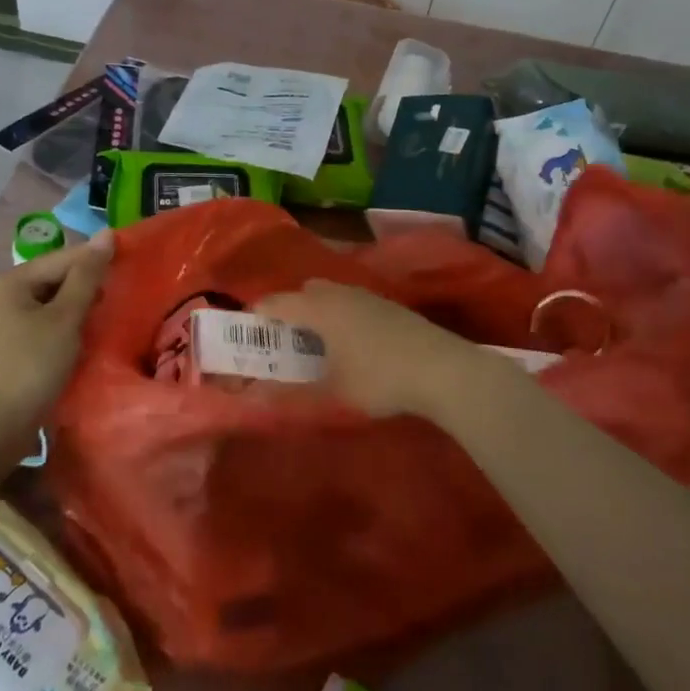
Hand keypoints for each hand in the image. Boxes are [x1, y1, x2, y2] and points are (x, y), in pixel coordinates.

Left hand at [0, 232, 112, 498]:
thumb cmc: (31, 367)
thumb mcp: (65, 319)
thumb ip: (87, 277)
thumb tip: (106, 234)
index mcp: (11, 282)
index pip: (64, 258)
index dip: (98, 259)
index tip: (134, 263)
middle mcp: (3, 296)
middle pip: (56, 279)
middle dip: (90, 286)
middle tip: (126, 295)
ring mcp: (4, 324)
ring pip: (52, 305)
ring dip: (81, 310)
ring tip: (113, 316)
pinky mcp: (11, 349)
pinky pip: (46, 327)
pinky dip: (68, 329)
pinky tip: (89, 339)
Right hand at [257, 279, 506, 422]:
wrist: (441, 367)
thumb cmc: (379, 379)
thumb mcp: (333, 393)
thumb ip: (292, 395)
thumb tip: (255, 398)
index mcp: (318, 309)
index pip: (275, 302)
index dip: (257, 316)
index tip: (247, 334)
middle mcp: (338, 293)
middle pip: (302, 292)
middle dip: (288, 310)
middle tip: (283, 341)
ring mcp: (366, 295)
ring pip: (329, 293)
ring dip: (316, 310)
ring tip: (316, 342)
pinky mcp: (387, 304)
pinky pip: (350, 300)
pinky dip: (339, 313)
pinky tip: (350, 341)